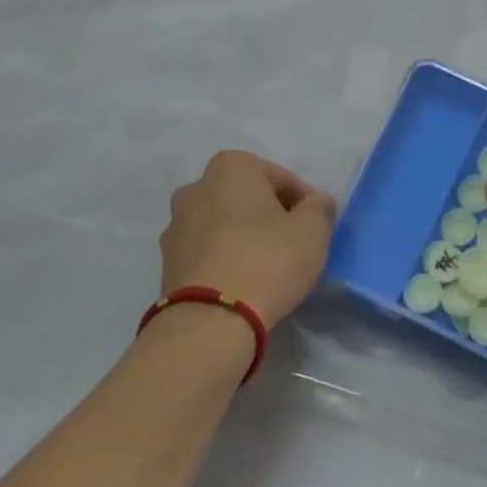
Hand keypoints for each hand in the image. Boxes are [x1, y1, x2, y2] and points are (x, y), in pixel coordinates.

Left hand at [160, 151, 337, 325]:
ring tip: (268, 267)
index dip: (305, 203)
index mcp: (231, 168)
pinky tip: (244, 281)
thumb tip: (316, 202)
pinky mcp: (167, 260)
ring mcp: (176, 224)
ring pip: (225, 223)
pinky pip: (208, 250)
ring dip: (245, 236)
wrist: (210, 319)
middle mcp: (196, 187)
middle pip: (249, 197)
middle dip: (271, 216)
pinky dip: (226, 257)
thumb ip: (319, 208)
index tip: (317, 228)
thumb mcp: (313, 231)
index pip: (282, 178)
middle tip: (294, 245)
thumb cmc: (268, 260)